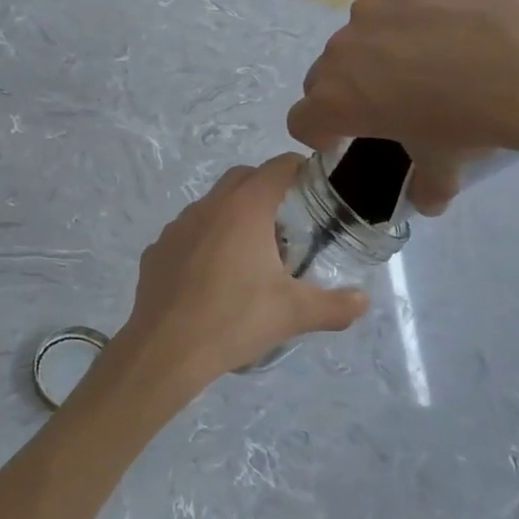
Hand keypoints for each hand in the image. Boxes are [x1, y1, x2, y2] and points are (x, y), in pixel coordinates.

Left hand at [115, 155, 369, 384]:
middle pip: (242, 178)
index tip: (314, 187)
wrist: (166, 350)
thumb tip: (363, 301)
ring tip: (249, 255)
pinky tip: (210, 278)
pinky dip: (203, 243)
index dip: (299, 170)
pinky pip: (186, 235)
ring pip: (210, 206)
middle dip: (266, 189)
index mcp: (244, 209)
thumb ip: (335, 305)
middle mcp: (208, 207)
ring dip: (232, 216)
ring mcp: (176, 227)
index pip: (277, 168)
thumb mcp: (294, 314)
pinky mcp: (156, 252)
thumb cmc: (235, 321)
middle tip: (286, 223)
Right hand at [288, 0, 518, 213]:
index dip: (318, 132)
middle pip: (326, 73)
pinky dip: (411, 5)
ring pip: (362, 31)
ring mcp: (369, 7)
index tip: (341, 137)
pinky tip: (448, 15)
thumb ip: (426, 185)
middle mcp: (340, 52)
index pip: (301, 120)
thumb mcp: (446, 164)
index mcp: (335, 102)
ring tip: (428, 51)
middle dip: (347, 87)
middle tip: (388, 96)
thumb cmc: (470, 121)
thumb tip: (427, 202)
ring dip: (379, 45)